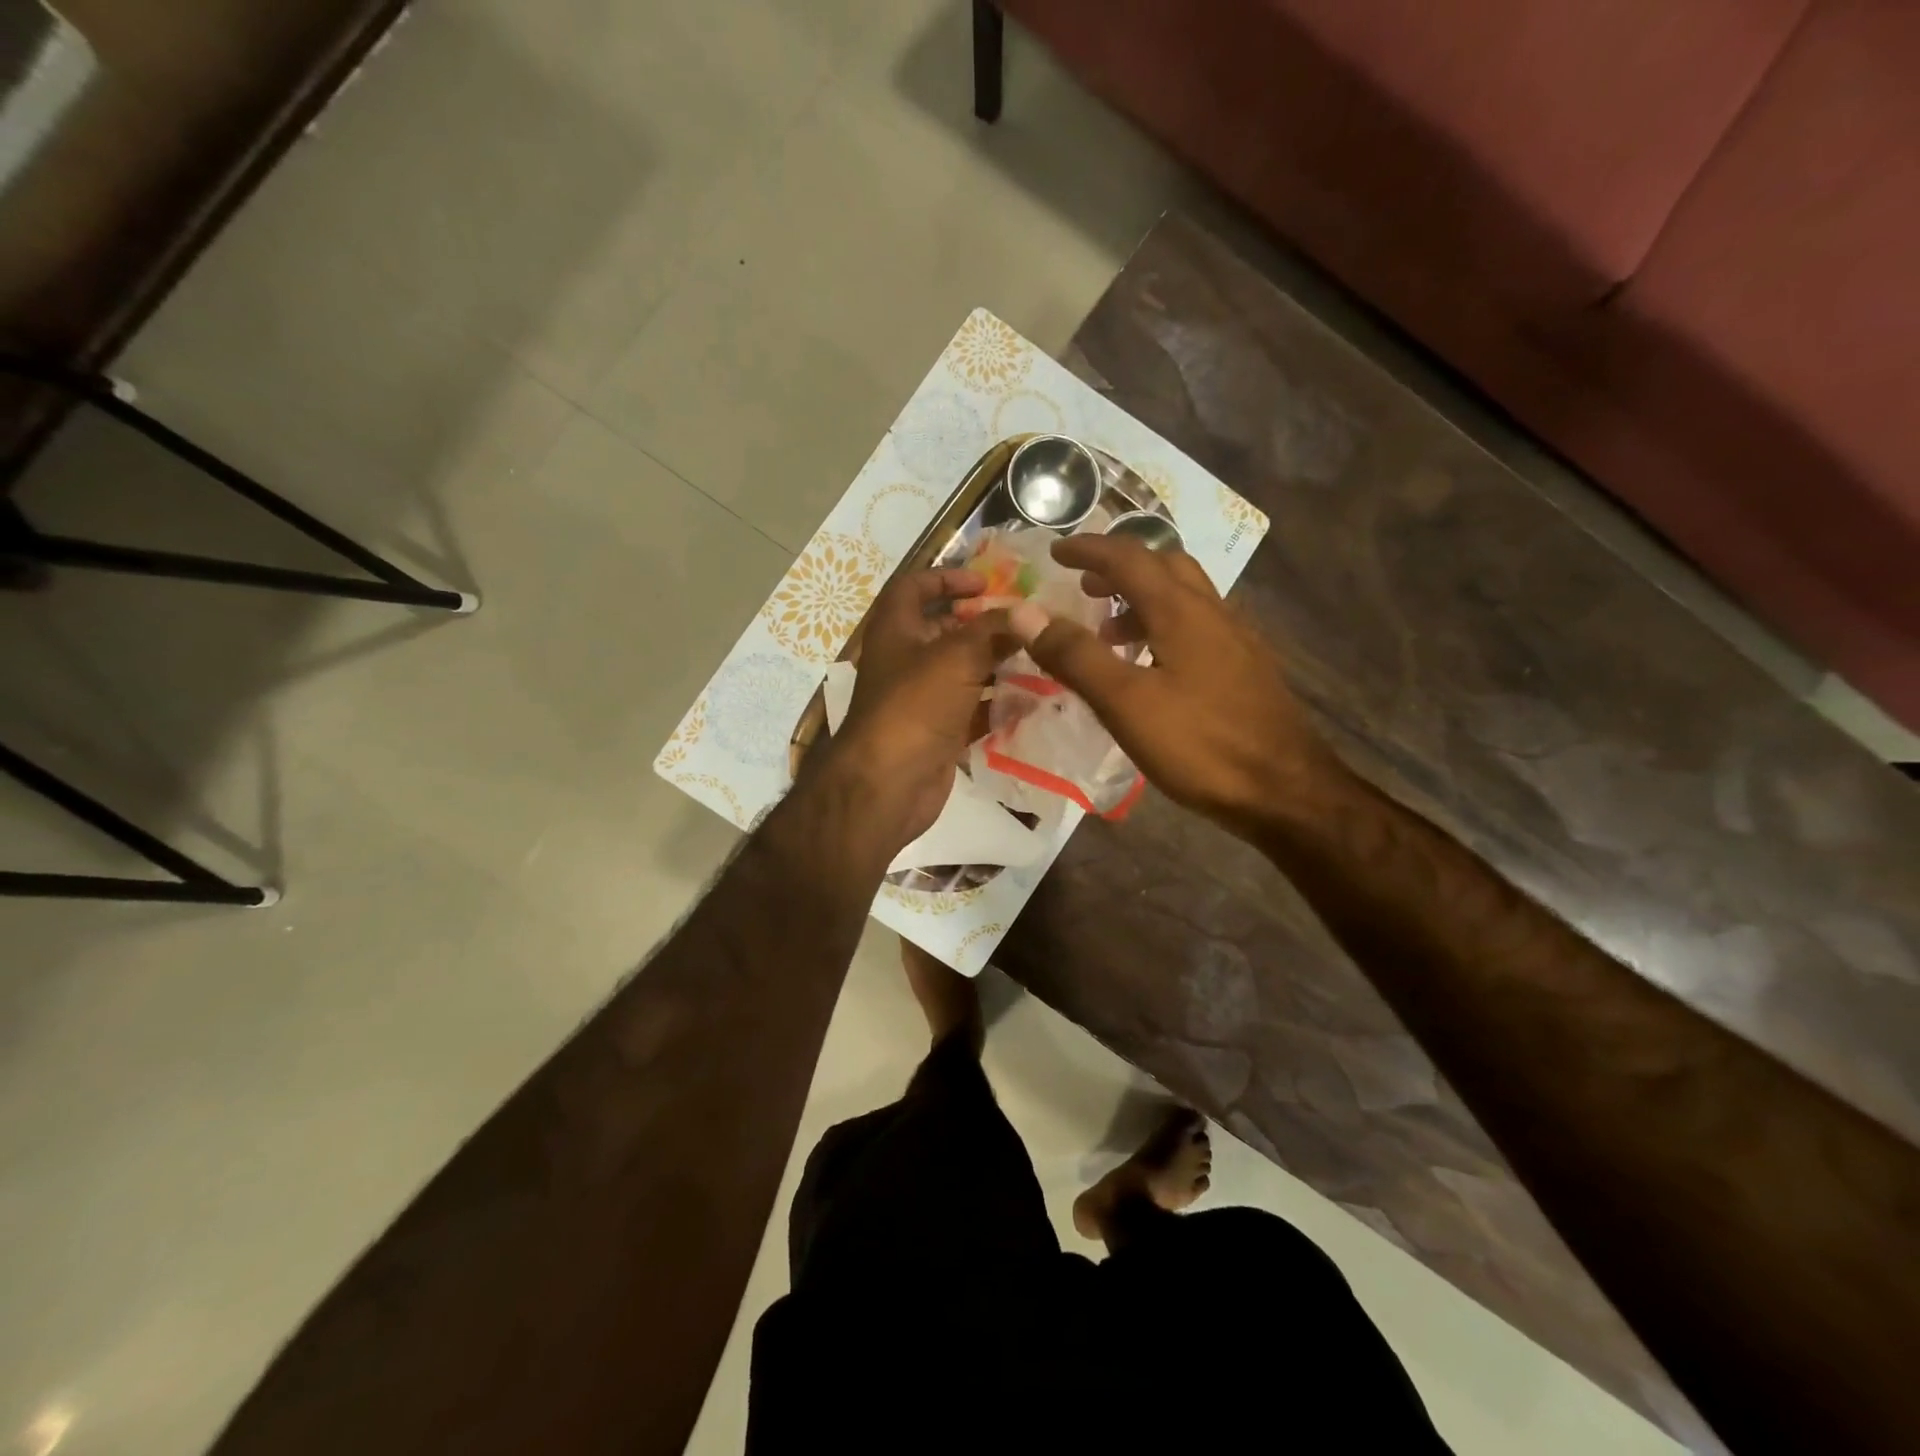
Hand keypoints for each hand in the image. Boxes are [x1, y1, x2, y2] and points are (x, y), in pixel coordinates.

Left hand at [818, 568, 1017, 852]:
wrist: (888, 784)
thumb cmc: (914, 707)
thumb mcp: (957, 658)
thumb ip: (994, 631)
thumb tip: (1029, 611)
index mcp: (896, 631)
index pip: (913, 587)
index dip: (946, 577)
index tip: (986, 584)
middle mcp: (906, 661)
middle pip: (945, 630)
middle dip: (983, 624)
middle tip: (1025, 622)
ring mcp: (922, 700)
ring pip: (963, 672)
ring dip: (997, 664)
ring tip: (1039, 656)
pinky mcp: (938, 732)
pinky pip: (973, 710)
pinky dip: (999, 704)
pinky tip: (1034, 700)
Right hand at [1009, 536, 1337, 833]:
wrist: (1286, 791)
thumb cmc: (1200, 745)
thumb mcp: (1125, 703)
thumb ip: (1075, 656)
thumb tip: (1024, 612)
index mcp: (1180, 611)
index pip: (1128, 558)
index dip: (1089, 549)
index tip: (1056, 551)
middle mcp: (1212, 612)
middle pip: (1165, 565)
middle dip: (1120, 567)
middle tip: (1085, 586)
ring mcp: (1236, 640)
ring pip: (1184, 597)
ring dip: (1142, 598)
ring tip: (1109, 633)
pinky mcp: (1247, 668)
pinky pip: (1198, 626)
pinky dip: (1164, 626)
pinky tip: (1153, 667)